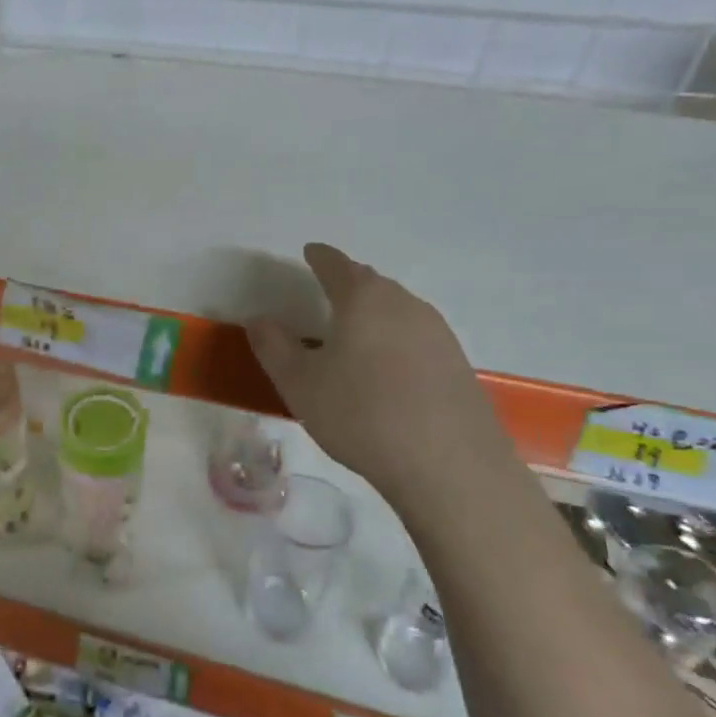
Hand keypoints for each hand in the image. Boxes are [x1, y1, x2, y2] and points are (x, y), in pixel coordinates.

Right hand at [247, 243, 513, 501]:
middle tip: (327, 290)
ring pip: (397, 308)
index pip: (336, 265)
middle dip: (348, 282)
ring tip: (354, 328)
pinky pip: (416, 335)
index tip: (310, 252)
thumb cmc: (360, 414)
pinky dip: (394, 338)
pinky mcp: (456, 363)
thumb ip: (274, 347)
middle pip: (372, 283)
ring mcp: (438, 333)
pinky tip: (386, 365)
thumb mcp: (299, 384)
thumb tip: (258, 319)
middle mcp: (404, 305)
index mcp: (363, 300)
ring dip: (373, 311)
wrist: (448, 465)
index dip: (320, 257)